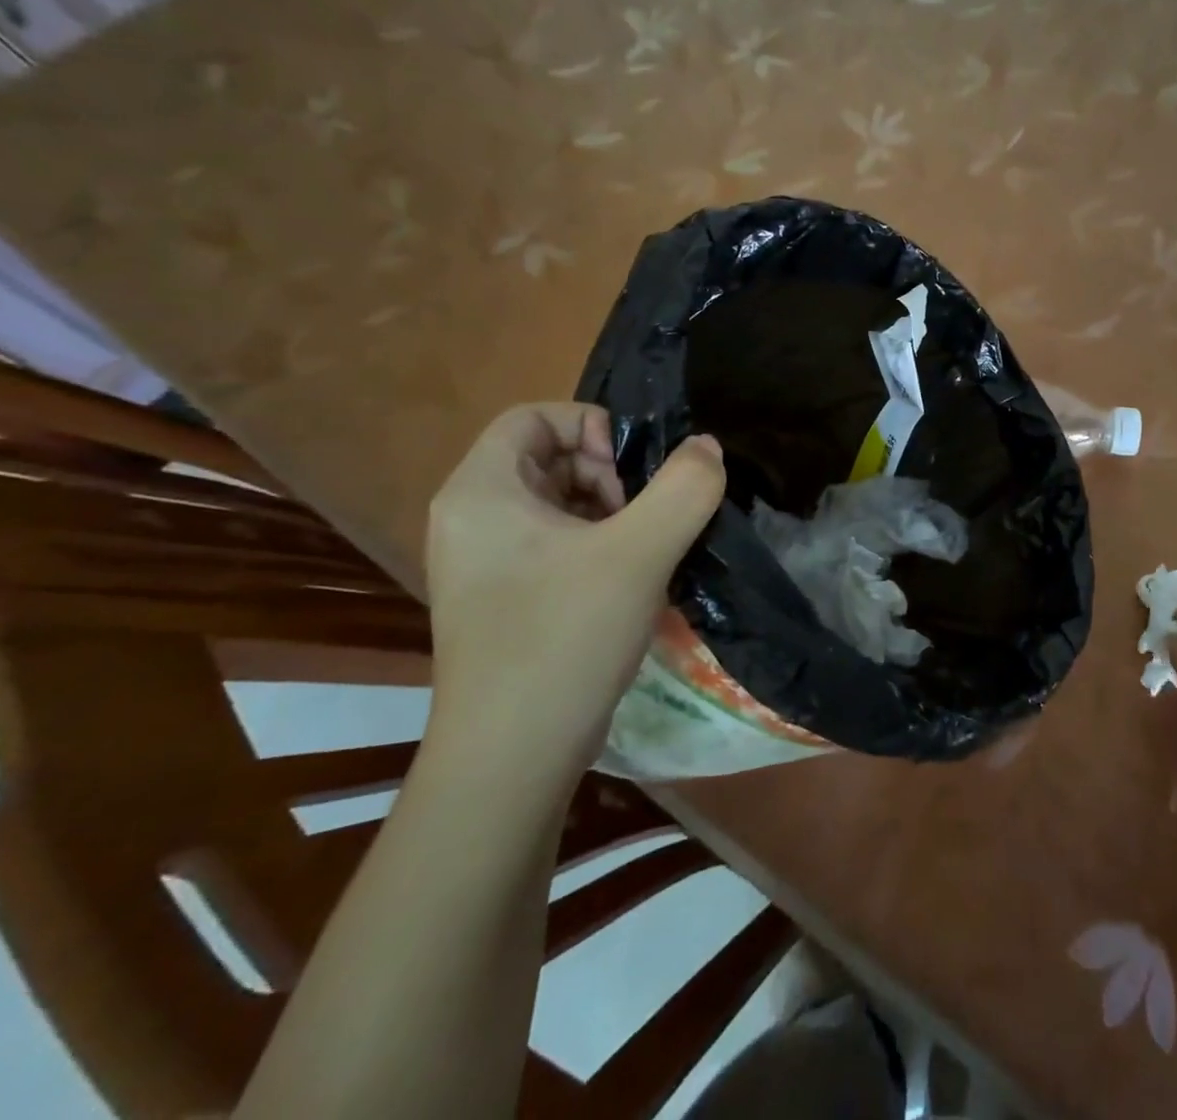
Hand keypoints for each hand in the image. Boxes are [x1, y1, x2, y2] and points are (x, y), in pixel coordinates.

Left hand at [424, 403, 725, 780]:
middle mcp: (470, 519)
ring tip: (641, 553)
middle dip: (606, 475)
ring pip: (556, 504)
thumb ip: (684, 488)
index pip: (532, 417)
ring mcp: (483, 564)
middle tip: (640, 519)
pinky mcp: (503, 599)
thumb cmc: (564, 638)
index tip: (630, 475)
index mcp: (480, 492)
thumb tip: (707, 448)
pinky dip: (595, 546)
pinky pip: (553, 544)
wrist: (511, 759)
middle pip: (546, 458)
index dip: (590, 427)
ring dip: (608, 513)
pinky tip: (627, 583)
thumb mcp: (639, 552)